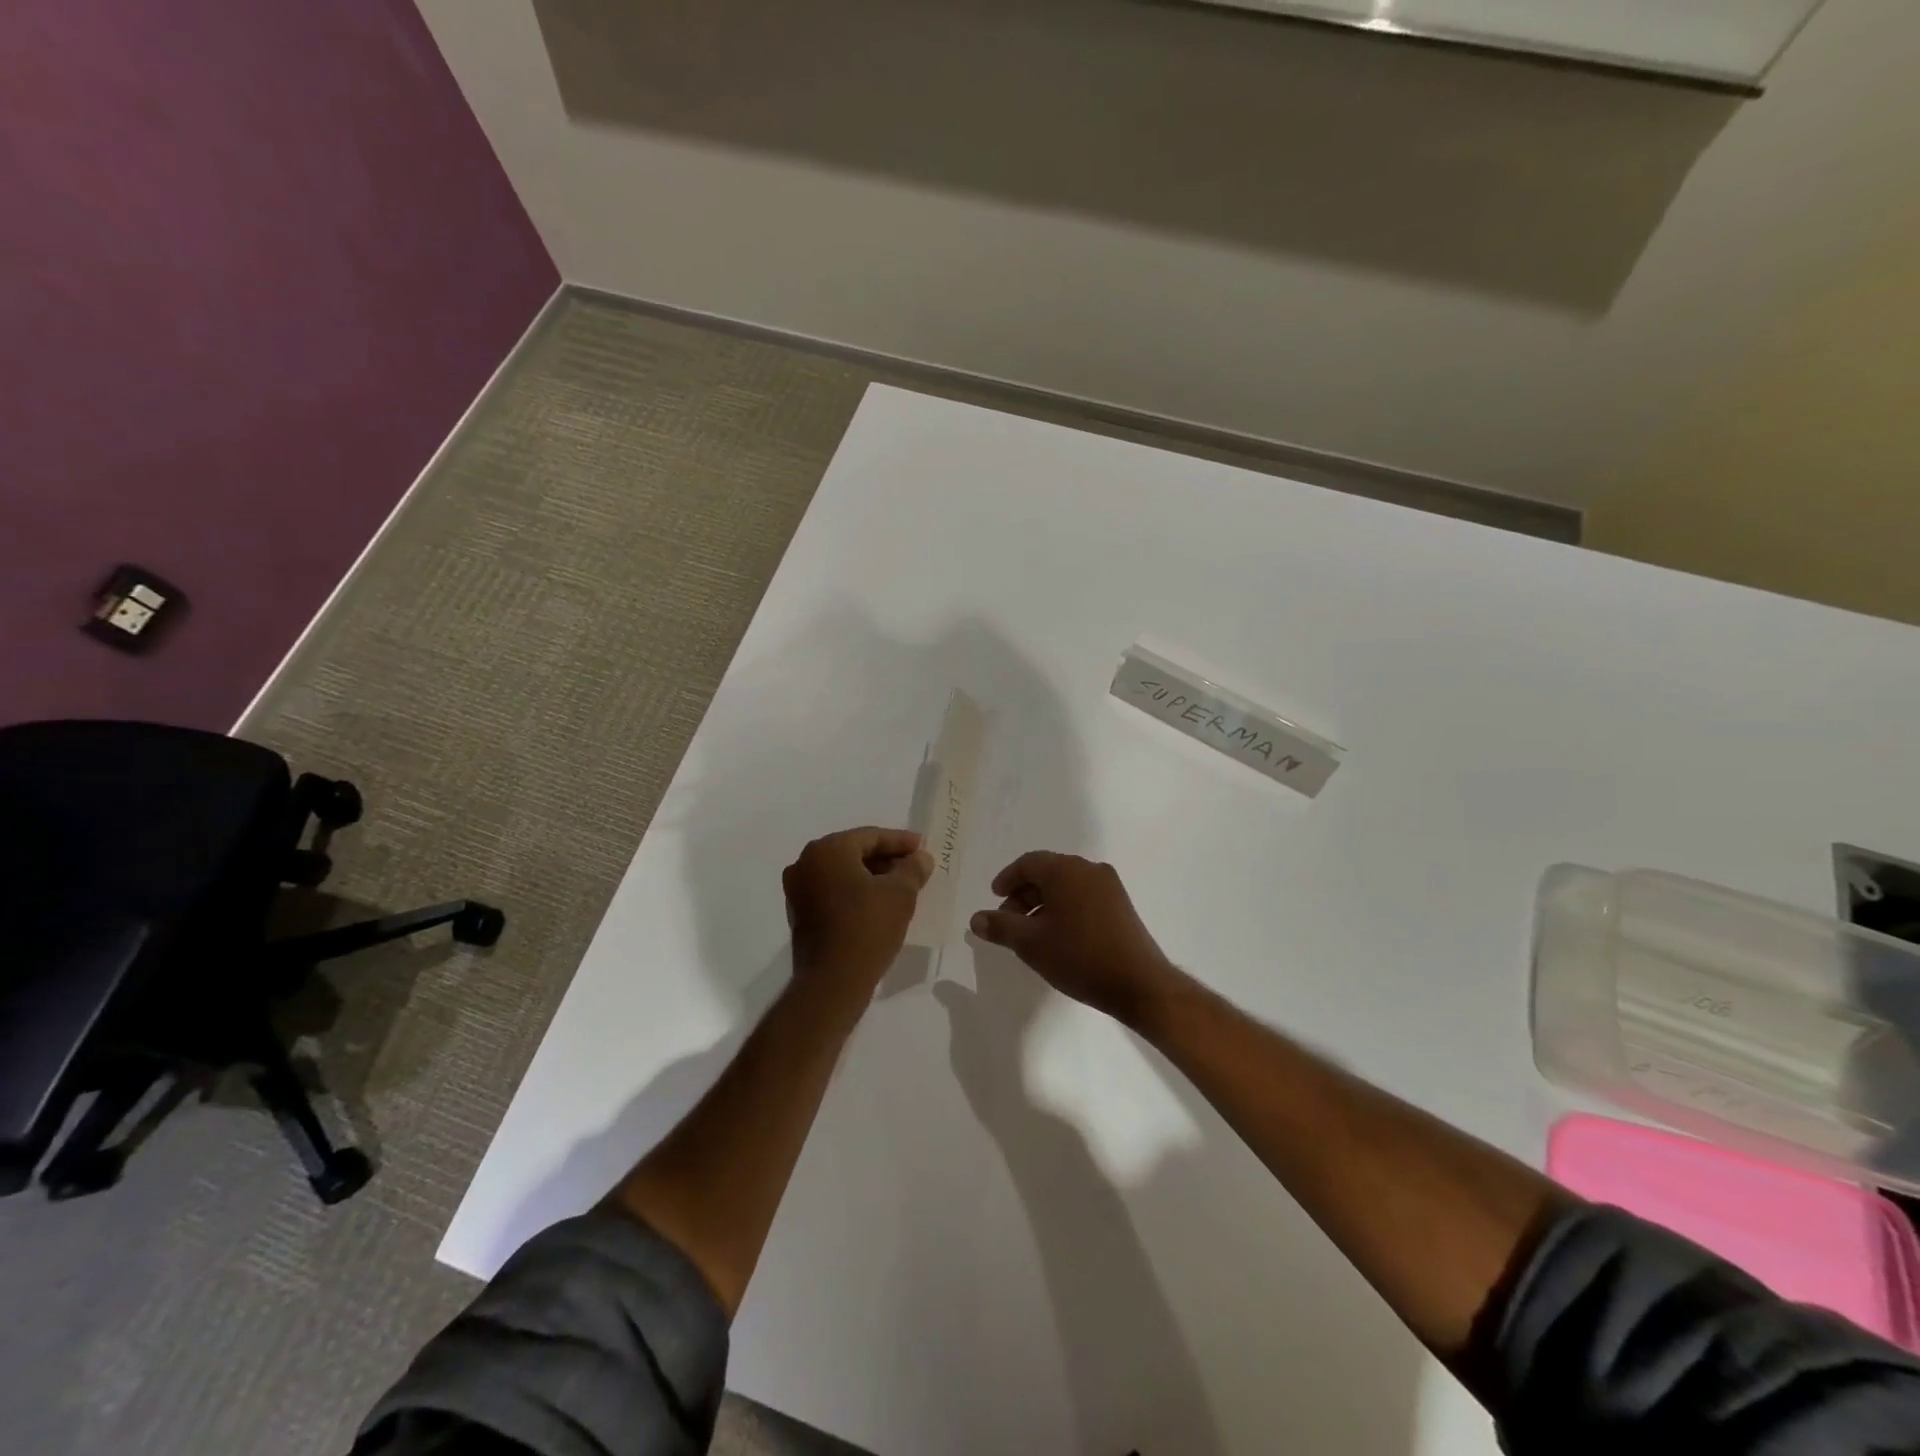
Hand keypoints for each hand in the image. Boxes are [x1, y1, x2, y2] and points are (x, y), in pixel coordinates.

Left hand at [783, 827, 933, 988]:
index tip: (922, 846)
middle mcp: (806, 863)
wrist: (832, 982)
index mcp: (827, 850)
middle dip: (886, 858)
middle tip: (914, 865)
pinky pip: (833, 891)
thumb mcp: (900, 894)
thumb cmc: (868, 928)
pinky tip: (878, 903)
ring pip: (843, 873)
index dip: (900, 841)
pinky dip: (855, 892)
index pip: (870, 837)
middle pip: (854, 852)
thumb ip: (912, 869)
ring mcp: (798, 889)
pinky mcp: (799, 913)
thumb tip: (921, 858)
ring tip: (901, 885)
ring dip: (871, 876)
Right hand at [969, 852, 1181, 1026]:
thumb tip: (976, 918)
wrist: (1138, 983)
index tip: (995, 898)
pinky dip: (1064, 908)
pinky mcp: (1120, 904)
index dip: (1007, 879)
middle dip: (1023, 894)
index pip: (1028, 863)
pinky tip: (1058, 936)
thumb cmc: (1079, 957)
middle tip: (1008, 921)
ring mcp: (1109, 886)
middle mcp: (1088, 869)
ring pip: (1066, 885)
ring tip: (1031, 933)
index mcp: (1066, 870)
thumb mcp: (1031, 943)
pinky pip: (1083, 896)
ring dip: (1043, 903)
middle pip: (1047, 872)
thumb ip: (1000, 927)